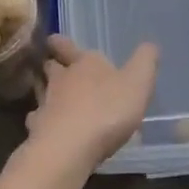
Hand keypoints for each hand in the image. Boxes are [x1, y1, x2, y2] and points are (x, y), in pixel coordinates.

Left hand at [25, 34, 157, 172]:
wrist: (69, 149)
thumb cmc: (107, 109)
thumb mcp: (138, 82)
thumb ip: (145, 61)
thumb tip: (150, 45)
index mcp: (84, 63)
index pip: (66, 46)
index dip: (60, 42)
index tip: (52, 40)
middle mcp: (61, 80)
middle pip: (51, 68)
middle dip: (53, 66)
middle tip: (54, 67)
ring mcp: (45, 106)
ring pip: (41, 93)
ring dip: (45, 92)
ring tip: (50, 96)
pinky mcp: (37, 133)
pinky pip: (37, 122)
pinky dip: (40, 122)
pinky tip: (45, 128)